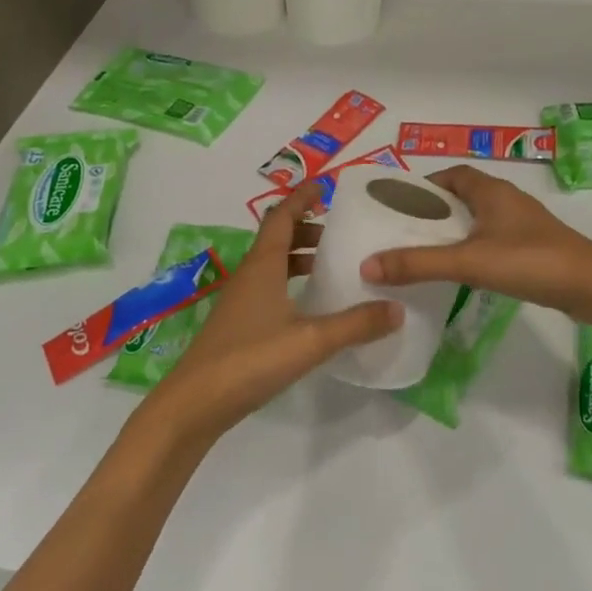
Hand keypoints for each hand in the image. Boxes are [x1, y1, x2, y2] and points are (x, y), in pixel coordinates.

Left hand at [153, 184, 402, 441]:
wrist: (194, 404)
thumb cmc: (250, 359)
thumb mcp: (311, 341)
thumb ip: (355, 324)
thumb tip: (397, 308)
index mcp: (263, 265)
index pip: (281, 216)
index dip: (301, 198)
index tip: (325, 187)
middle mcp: (249, 275)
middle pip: (278, 238)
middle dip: (307, 228)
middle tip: (340, 232)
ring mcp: (241, 301)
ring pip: (272, 264)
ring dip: (299, 257)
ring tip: (331, 265)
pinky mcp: (239, 325)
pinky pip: (268, 288)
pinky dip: (291, 283)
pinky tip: (309, 306)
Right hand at [360, 165, 591, 321]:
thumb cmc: (529, 261)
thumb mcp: (468, 261)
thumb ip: (418, 264)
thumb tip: (367, 266)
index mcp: (491, 190)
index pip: (451, 175)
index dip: (424, 186)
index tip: (399, 205)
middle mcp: (507, 199)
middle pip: (462, 196)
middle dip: (434, 211)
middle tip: (405, 232)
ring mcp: (523, 224)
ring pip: (479, 219)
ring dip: (454, 230)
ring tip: (426, 252)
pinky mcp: (533, 246)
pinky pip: (493, 238)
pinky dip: (473, 247)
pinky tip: (463, 270)